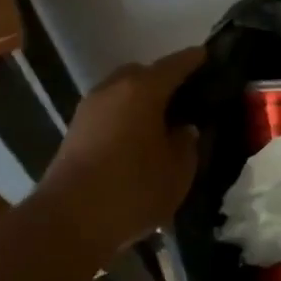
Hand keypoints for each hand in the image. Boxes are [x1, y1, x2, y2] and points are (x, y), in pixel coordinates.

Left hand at [38, 46, 204, 253]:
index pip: (177, 64)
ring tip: (163, 123)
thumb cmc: (133, 189)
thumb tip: (183, 129)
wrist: (68, 222)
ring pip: (123, 92)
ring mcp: (89, 109)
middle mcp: (113, 89)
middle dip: (165, 80)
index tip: (212, 58)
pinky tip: (138, 141)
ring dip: (142, 101)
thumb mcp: (179, 170)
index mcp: (143, 89)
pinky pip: (110, 112)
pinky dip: (126, 117)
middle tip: (187, 100)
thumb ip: (187, 142)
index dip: (197, 60)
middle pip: (144, 73)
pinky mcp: (75, 131)